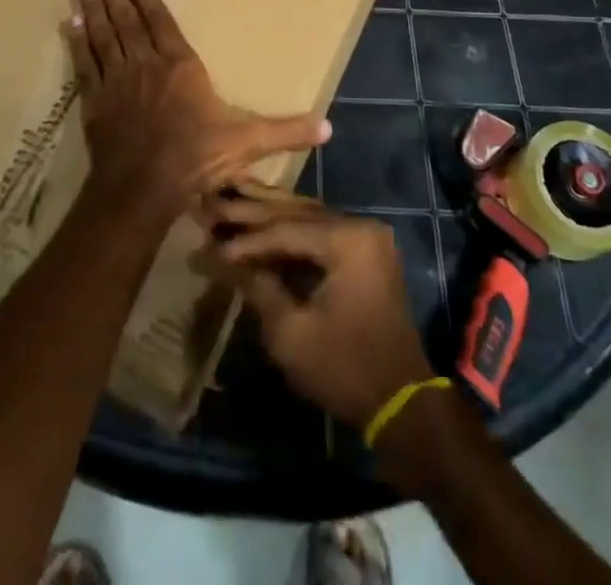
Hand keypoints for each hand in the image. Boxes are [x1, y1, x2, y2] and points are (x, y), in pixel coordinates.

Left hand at [63, 0, 330, 215]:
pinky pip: (85, 62)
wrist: (144, 187)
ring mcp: (117, 79)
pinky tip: (68, 22)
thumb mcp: (248, 143)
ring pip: (103, 34)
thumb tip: (329, 128)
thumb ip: (286, 131)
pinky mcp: (96, 100)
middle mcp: (146, 63)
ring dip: (93, 6)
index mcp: (180, 65)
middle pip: (127, 20)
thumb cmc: (196, 158)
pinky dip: (77, 41)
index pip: (161, 22)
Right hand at [204, 191, 433, 428]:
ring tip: (228, 207)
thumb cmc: (345, 368)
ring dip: (269, 218)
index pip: (284, 229)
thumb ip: (257, 287)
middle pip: (296, 212)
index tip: (208, 245)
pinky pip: (320, 232)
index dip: (244, 240)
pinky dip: (290, 233)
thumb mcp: (291, 333)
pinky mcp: (365, 253)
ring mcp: (366, 237)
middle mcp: (360, 225)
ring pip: (307, 217)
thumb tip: (221, 259)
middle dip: (252, 214)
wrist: (402, 404)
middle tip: (211, 206)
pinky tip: (260, 230)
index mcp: (348, 238)